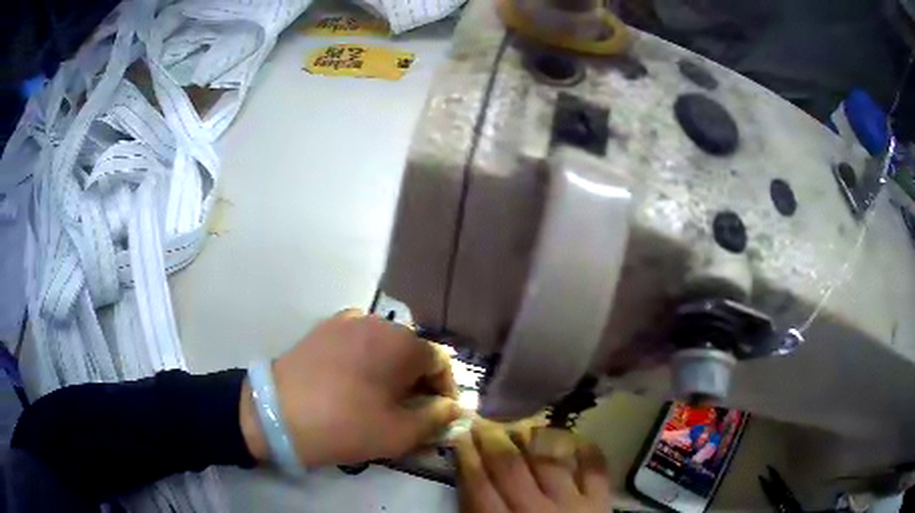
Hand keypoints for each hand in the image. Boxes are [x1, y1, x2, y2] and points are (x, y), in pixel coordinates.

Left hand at [240, 310, 461, 466]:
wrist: (276, 414)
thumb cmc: (344, 425)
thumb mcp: (399, 433)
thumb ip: (436, 419)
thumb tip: (453, 408)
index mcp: (401, 343)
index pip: (440, 362)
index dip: (445, 391)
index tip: (438, 416)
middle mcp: (377, 322)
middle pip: (412, 352)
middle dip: (418, 383)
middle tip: (410, 413)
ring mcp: (346, 321)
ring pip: (384, 347)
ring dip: (392, 371)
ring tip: (381, 400)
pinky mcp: (323, 329)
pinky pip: (358, 343)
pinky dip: (366, 362)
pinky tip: (353, 384)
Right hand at [454, 422, 610, 512]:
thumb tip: (468, 481)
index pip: (479, 486)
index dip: (467, 457)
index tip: (460, 435)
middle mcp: (536, 511)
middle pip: (510, 468)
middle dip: (493, 440)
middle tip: (483, 422)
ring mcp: (573, 503)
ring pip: (549, 460)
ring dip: (533, 437)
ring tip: (521, 424)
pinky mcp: (600, 502)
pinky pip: (595, 467)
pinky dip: (585, 448)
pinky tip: (572, 436)